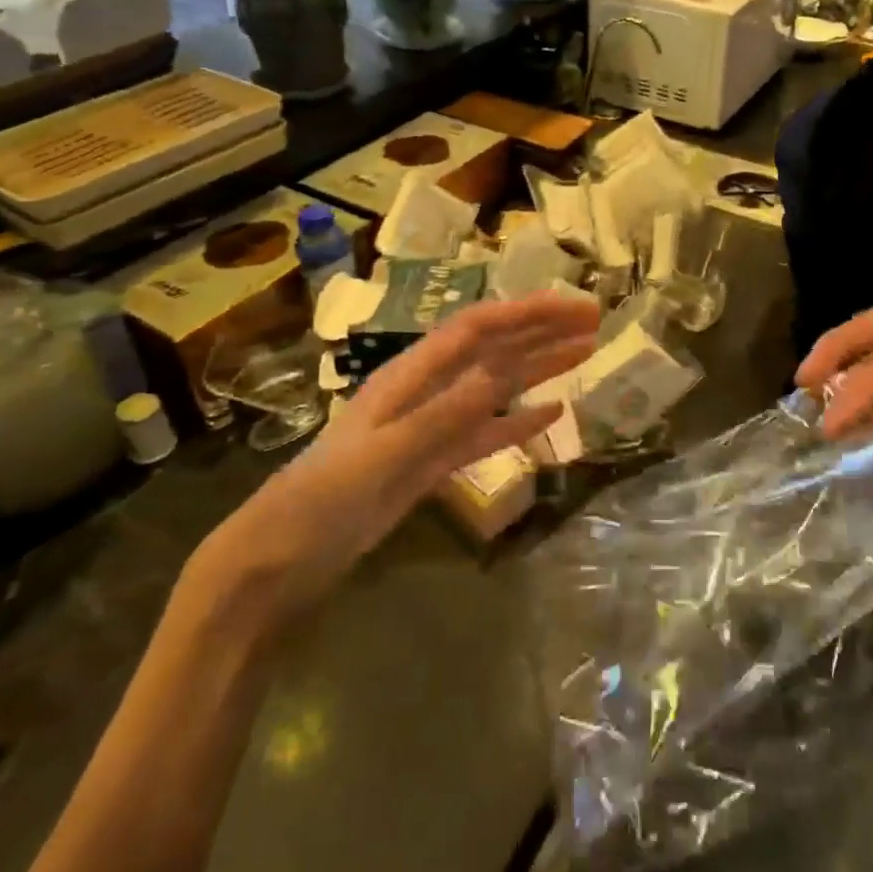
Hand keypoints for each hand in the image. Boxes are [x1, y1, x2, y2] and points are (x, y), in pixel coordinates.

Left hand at [196, 293, 599, 619]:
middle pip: (492, 350)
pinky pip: (486, 434)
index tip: (574, 308)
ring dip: (538, 369)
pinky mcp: (433, 463)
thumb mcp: (382, 457)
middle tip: (594, 322)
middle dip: (541, 332)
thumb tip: (500, 374)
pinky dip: (519, 422)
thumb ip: (442, 416)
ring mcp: (430, 428)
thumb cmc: (321, 503)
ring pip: (494, 388)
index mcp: (408, 377)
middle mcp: (424, 392)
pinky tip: (551, 414)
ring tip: (584, 355)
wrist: (278, 563)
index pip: (477, 329)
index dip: (526, 313)